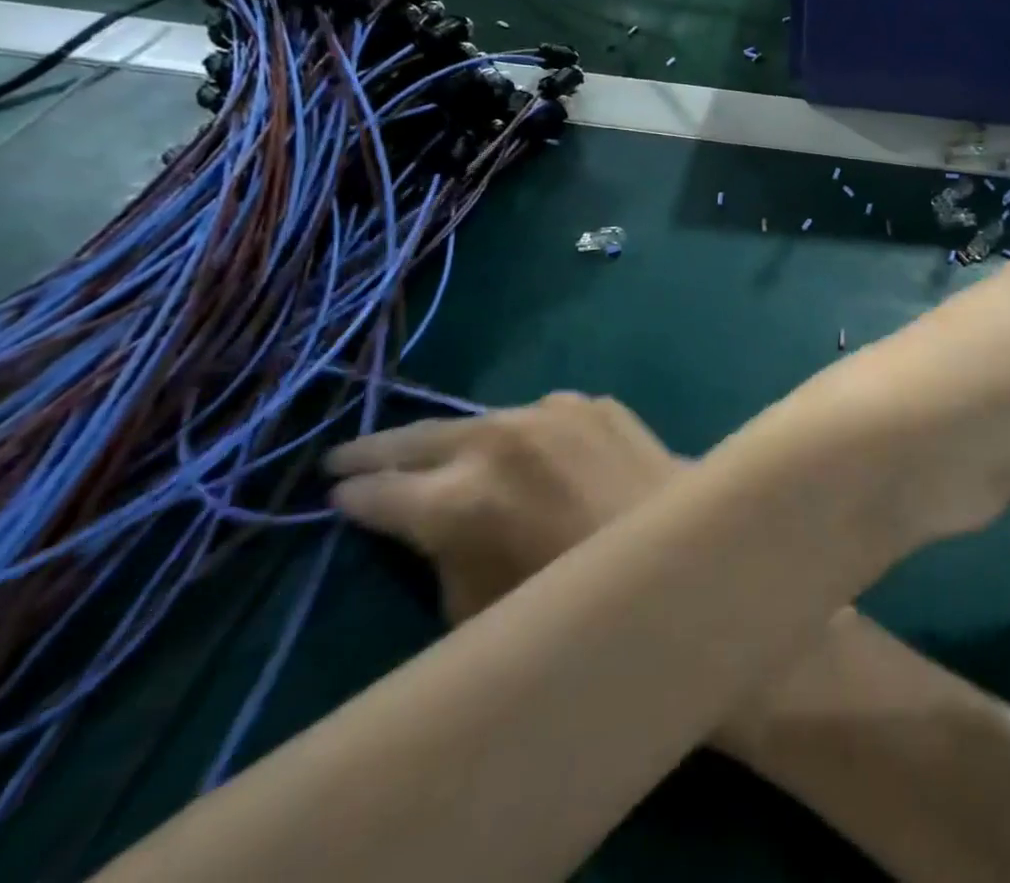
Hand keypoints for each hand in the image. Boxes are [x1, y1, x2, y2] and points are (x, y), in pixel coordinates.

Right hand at [325, 394, 681, 623]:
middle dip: (376, 448)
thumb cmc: (574, 599)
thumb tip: (420, 522)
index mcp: (458, 498)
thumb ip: (439, 555)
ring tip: (433, 449)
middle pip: (418, 437)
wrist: (677, 548)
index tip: (332, 496)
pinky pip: (540, 416)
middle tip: (343, 453)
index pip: (378, 492)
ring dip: (456, 438)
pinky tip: (524, 450)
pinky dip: (522, 434)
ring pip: (481, 419)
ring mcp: (551, 411)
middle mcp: (498, 439)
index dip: (351, 497)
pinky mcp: (593, 402)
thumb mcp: (477, 607)